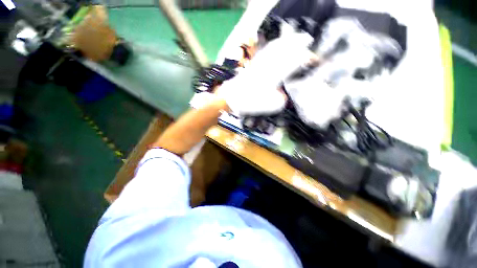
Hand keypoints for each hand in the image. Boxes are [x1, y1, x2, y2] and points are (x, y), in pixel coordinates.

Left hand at [218, 23, 315, 115]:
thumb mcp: (267, 107)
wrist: (231, 98)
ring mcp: (259, 64)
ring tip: (295, 37)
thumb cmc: (249, 103)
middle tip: (307, 39)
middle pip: (284, 50)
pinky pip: (264, 52)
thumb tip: (283, 96)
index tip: (312, 58)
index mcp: (273, 77)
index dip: (303, 59)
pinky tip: (275, 45)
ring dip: (286, 42)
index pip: (292, 63)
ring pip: (274, 48)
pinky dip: (272, 46)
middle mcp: (267, 67)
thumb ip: (279, 100)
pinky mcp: (252, 65)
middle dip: (297, 43)